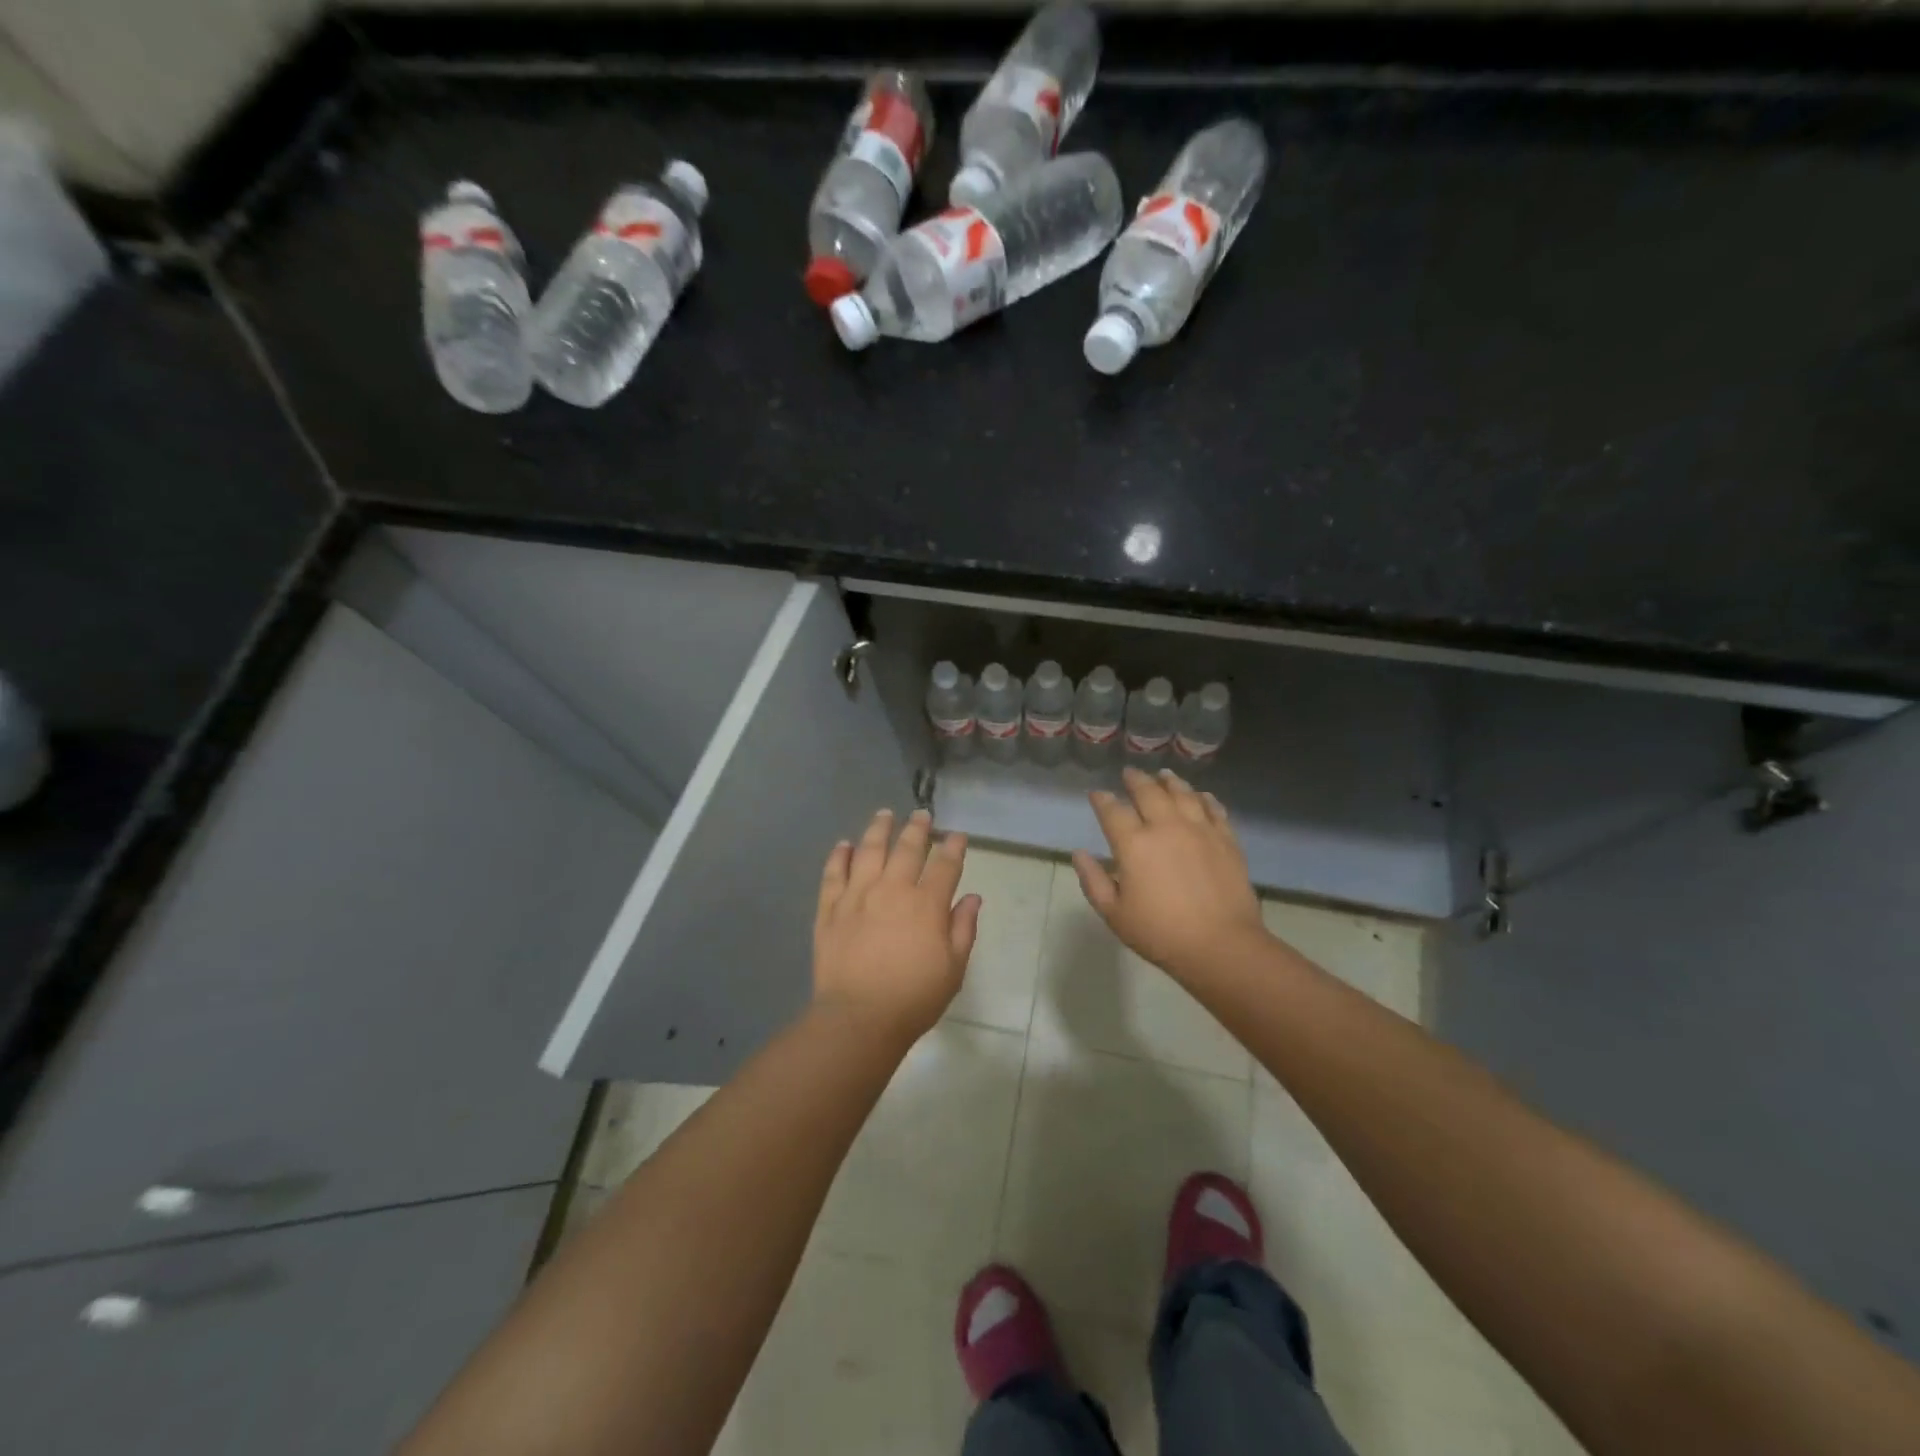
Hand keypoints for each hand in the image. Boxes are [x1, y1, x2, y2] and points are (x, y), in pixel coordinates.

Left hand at [814, 808, 980, 1045]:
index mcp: (926, 904)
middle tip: (922, 815)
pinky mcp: (830, 908)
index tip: (958, 836)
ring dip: (879, 829)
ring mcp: (857, 896)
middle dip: (918, 829)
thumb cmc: (914, 997)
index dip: (954, 847)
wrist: (859, 1017)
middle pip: (907, 848)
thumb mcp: (953, 968)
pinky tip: (844, 845)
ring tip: (885, 814)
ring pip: (869, 850)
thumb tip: (972, 897)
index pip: (945, 865)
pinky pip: (833, 873)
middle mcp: (892, 889)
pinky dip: (839, 856)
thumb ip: (963, 928)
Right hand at [1074, 767, 1269, 985]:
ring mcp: (1200, 829)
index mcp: (1134, 844)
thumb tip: (1079, 853)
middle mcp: (1166, 827)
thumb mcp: (1114, 914)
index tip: (1097, 794)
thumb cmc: (1160, 933)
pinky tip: (1200, 795)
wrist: (1221, 945)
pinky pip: (1214, 809)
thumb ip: (1093, 880)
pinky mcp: (1226, 839)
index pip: (1113, 811)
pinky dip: (1204, 798)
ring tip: (1163, 774)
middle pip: (1149, 792)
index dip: (1102, 800)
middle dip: (1136, 780)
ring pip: (1183, 793)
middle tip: (1129, 773)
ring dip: (1170, 781)